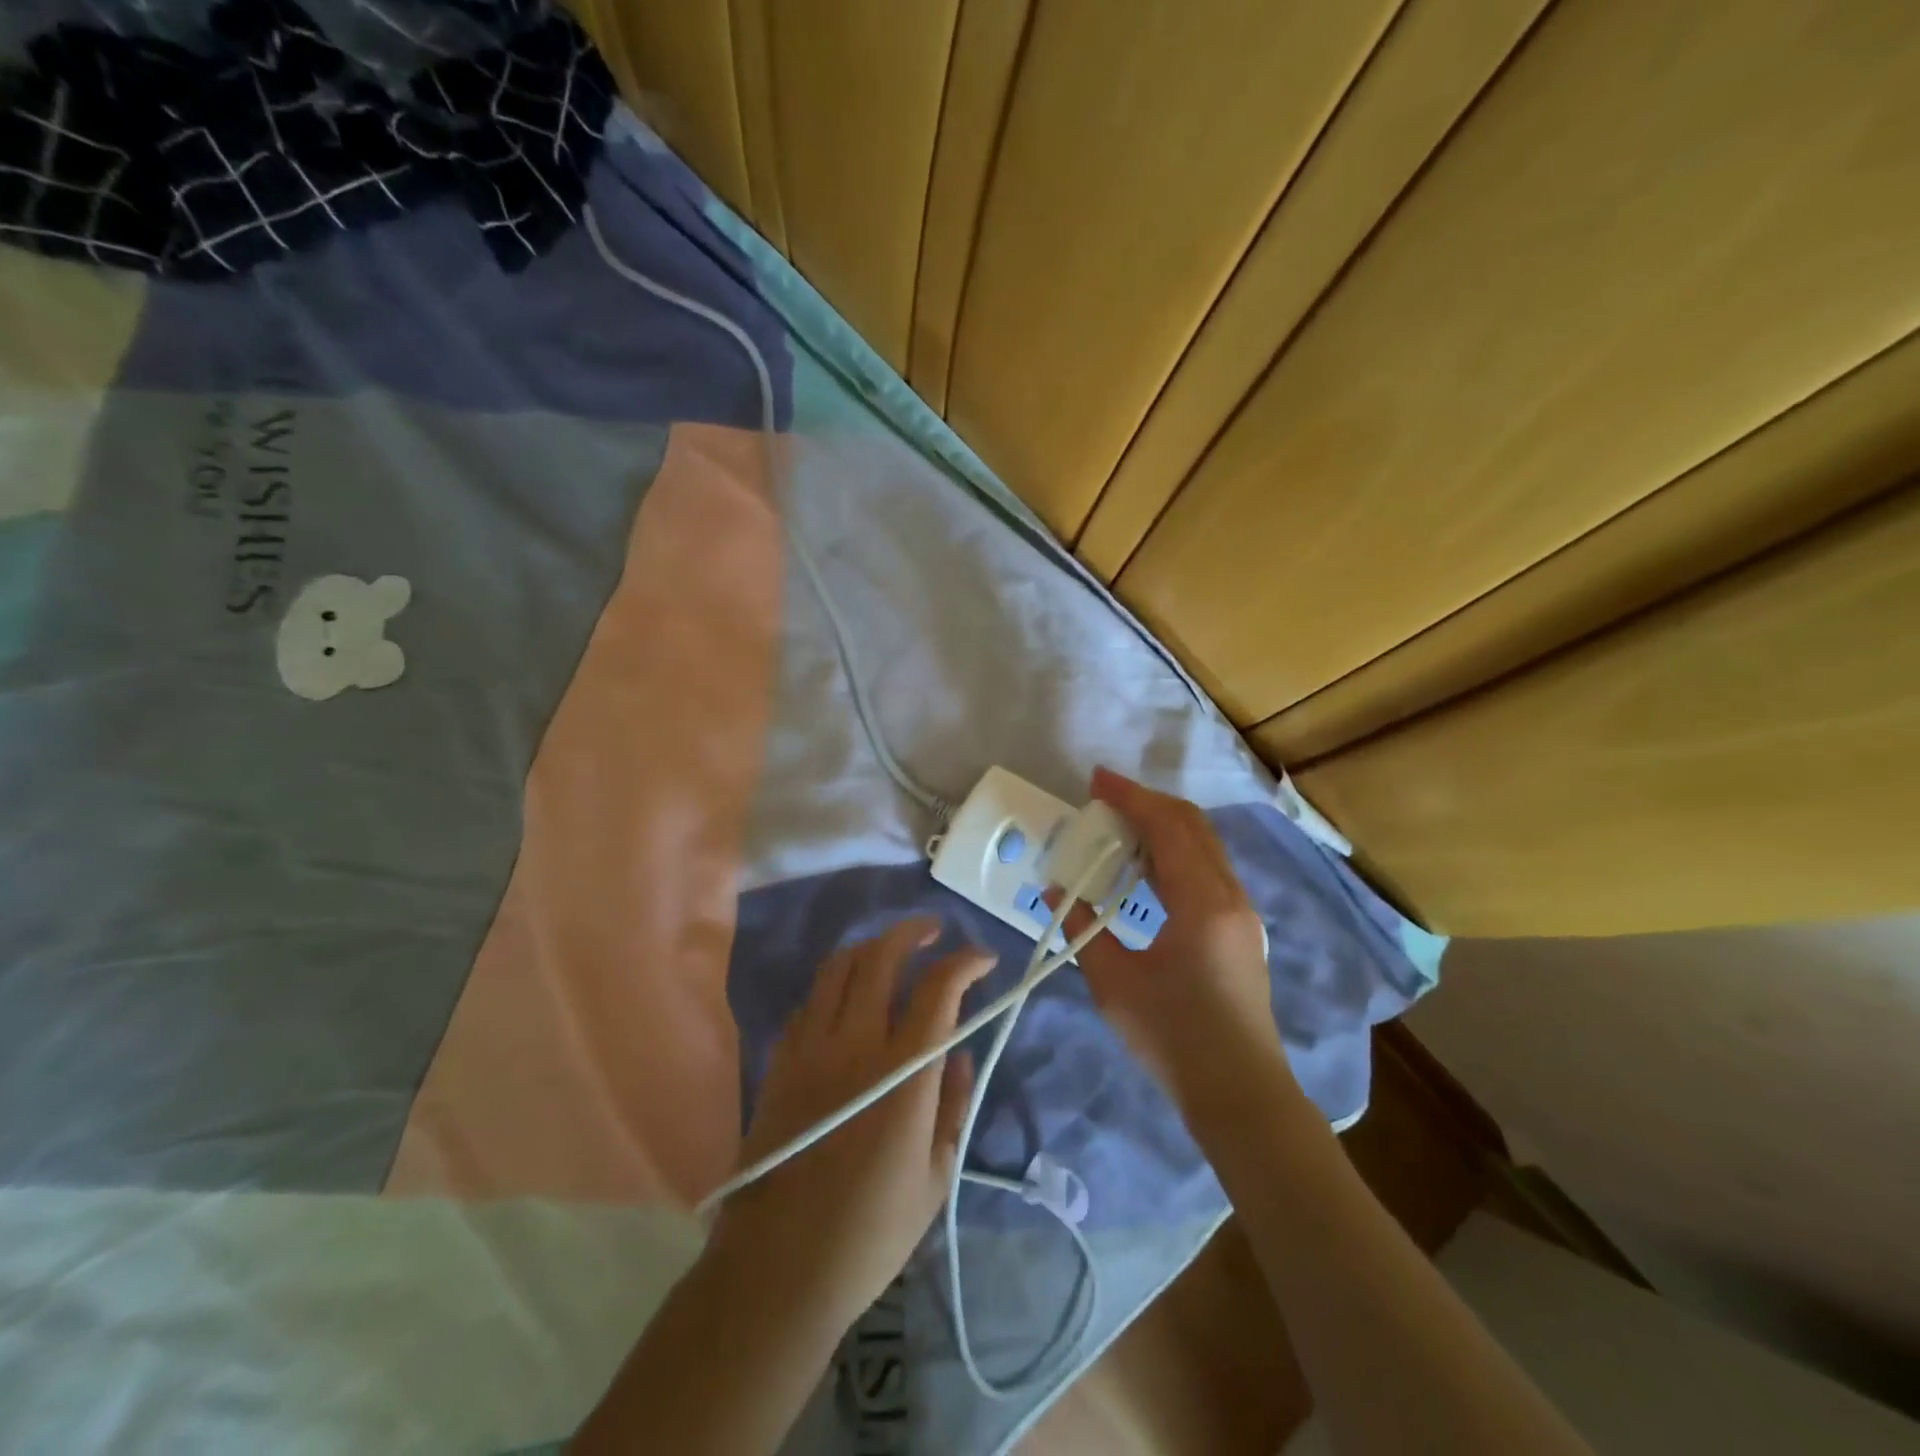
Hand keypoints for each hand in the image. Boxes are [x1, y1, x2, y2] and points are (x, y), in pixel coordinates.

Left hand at [710, 919, 993, 1332]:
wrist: (778, 1270)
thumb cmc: (870, 1232)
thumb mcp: (935, 1176)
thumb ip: (952, 1104)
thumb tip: (958, 1053)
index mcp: (902, 1073)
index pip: (938, 988)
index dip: (965, 962)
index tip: (983, 959)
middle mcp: (854, 1043)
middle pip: (881, 956)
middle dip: (913, 932)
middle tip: (934, 931)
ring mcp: (809, 1047)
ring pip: (838, 967)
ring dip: (870, 947)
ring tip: (891, 952)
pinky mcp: (779, 1061)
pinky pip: (809, 1001)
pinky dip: (835, 986)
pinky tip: (847, 1003)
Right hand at [1052, 767, 1283, 1095]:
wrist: (1240, 1092)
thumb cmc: (1174, 1039)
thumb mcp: (1114, 983)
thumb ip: (1084, 929)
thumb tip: (1055, 893)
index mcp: (1203, 902)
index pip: (1167, 827)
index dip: (1130, 797)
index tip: (1095, 781)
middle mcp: (1230, 895)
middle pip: (1192, 825)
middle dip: (1146, 802)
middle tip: (1102, 797)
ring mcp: (1240, 910)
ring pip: (1203, 844)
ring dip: (1162, 825)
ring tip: (1117, 825)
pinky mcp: (1239, 927)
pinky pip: (1206, 867)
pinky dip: (1174, 851)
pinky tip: (1144, 866)